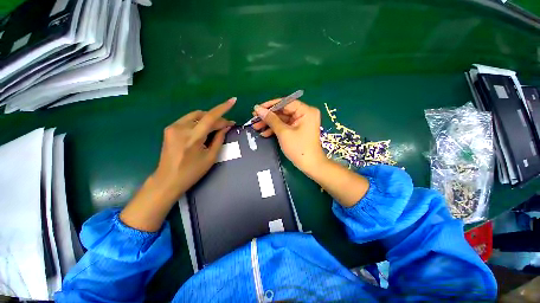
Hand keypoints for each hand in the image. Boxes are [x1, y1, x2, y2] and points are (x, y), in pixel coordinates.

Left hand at [152, 98, 235, 201]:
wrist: (167, 180)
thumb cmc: (192, 172)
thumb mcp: (211, 157)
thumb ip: (219, 139)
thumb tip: (227, 126)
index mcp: (192, 137)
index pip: (210, 117)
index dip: (223, 108)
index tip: (233, 100)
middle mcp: (180, 128)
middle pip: (204, 115)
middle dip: (218, 119)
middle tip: (227, 126)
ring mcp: (173, 127)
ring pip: (196, 115)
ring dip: (208, 119)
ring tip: (217, 127)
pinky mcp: (169, 129)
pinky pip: (189, 120)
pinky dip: (199, 121)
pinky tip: (204, 129)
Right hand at [253, 98, 368, 206]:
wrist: (310, 165)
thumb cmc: (298, 148)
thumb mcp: (283, 132)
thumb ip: (271, 119)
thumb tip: (258, 109)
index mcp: (306, 111)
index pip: (285, 103)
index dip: (270, 105)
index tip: (257, 109)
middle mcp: (304, 114)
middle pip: (283, 111)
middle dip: (268, 117)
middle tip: (254, 119)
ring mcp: (301, 122)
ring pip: (282, 120)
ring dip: (270, 124)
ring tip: (256, 127)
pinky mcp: (298, 130)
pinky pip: (285, 126)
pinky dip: (275, 129)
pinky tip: (264, 133)